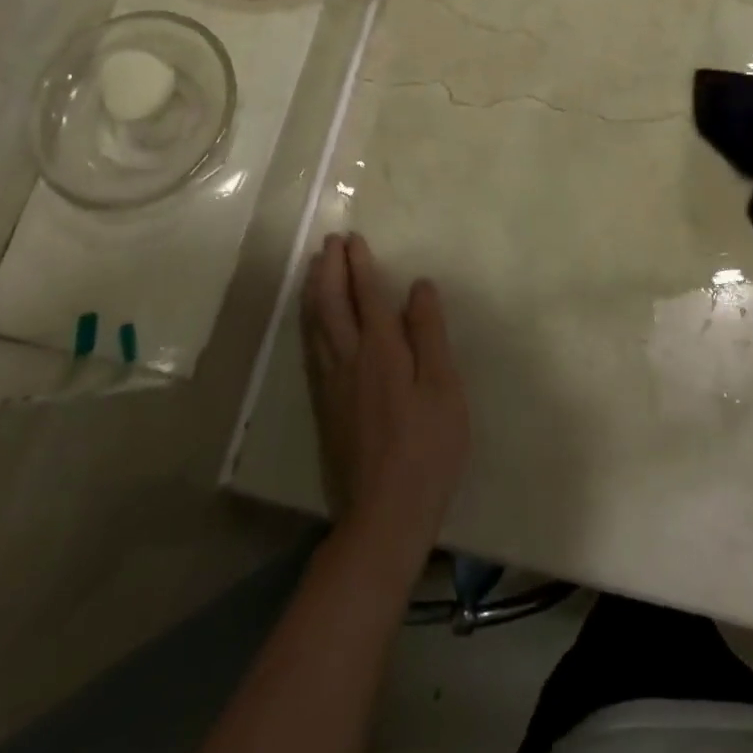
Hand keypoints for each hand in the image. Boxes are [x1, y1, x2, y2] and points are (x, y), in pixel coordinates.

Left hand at [302, 233, 469, 554]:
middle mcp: (349, 359)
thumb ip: (429, 333)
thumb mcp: (443, 387)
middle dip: (331, 269)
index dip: (359, 265)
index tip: (353, 238)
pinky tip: (312, 322)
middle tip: (330, 242)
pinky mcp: (324, 407)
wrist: (384, 514)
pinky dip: (309, 323)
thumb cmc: (427, 447)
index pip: (367, 296)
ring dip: (315, 291)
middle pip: (333, 304)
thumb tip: (419, 286)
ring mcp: (331, 384)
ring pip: (316, 325)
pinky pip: (311, 348)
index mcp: (382, 350)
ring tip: (315, 268)